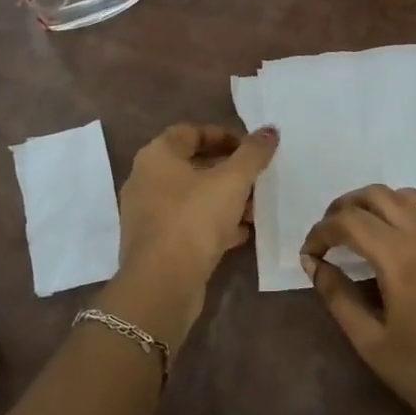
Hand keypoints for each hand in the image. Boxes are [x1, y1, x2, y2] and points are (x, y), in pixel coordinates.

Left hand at [107, 123, 278, 347]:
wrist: (162, 284)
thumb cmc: (194, 219)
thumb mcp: (232, 181)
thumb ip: (253, 154)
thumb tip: (270, 130)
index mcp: (156, 156)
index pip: (189, 132)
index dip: (222, 135)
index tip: (249, 148)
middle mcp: (145, 181)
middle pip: (191, 165)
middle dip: (227, 171)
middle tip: (256, 178)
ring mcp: (147, 215)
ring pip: (191, 198)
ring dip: (223, 200)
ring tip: (254, 208)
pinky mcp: (155, 245)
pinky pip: (188, 225)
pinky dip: (213, 225)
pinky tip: (240, 234)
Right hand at [302, 185, 415, 414]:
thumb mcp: (373, 344)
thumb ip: (338, 298)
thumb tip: (314, 264)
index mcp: (399, 259)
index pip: (349, 222)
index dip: (320, 232)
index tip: (309, 254)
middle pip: (374, 195)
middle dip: (343, 209)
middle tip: (328, 236)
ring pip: (402, 195)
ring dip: (373, 204)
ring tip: (358, 231)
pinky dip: (402, 210)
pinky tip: (395, 237)